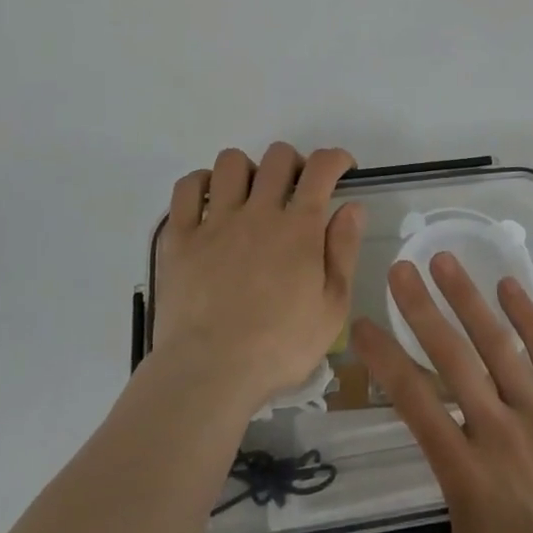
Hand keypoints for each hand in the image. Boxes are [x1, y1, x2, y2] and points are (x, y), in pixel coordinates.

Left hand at [153, 143, 365, 411]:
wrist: (209, 374)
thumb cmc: (278, 348)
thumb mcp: (332, 309)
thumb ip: (344, 252)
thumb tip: (352, 207)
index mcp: (298, 228)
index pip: (320, 168)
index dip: (335, 158)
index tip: (341, 168)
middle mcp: (257, 212)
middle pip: (277, 157)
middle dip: (294, 163)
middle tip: (295, 189)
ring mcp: (214, 221)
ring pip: (231, 163)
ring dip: (247, 170)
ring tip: (250, 196)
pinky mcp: (180, 237)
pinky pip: (186, 188)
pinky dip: (200, 183)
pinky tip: (210, 201)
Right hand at [336, 254, 532, 532]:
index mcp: (466, 474)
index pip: (414, 401)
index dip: (385, 359)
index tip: (363, 325)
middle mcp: (500, 434)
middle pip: (453, 359)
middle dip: (422, 309)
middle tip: (400, 267)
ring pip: (499, 347)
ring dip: (468, 299)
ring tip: (445, 260)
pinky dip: (528, 318)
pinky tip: (508, 285)